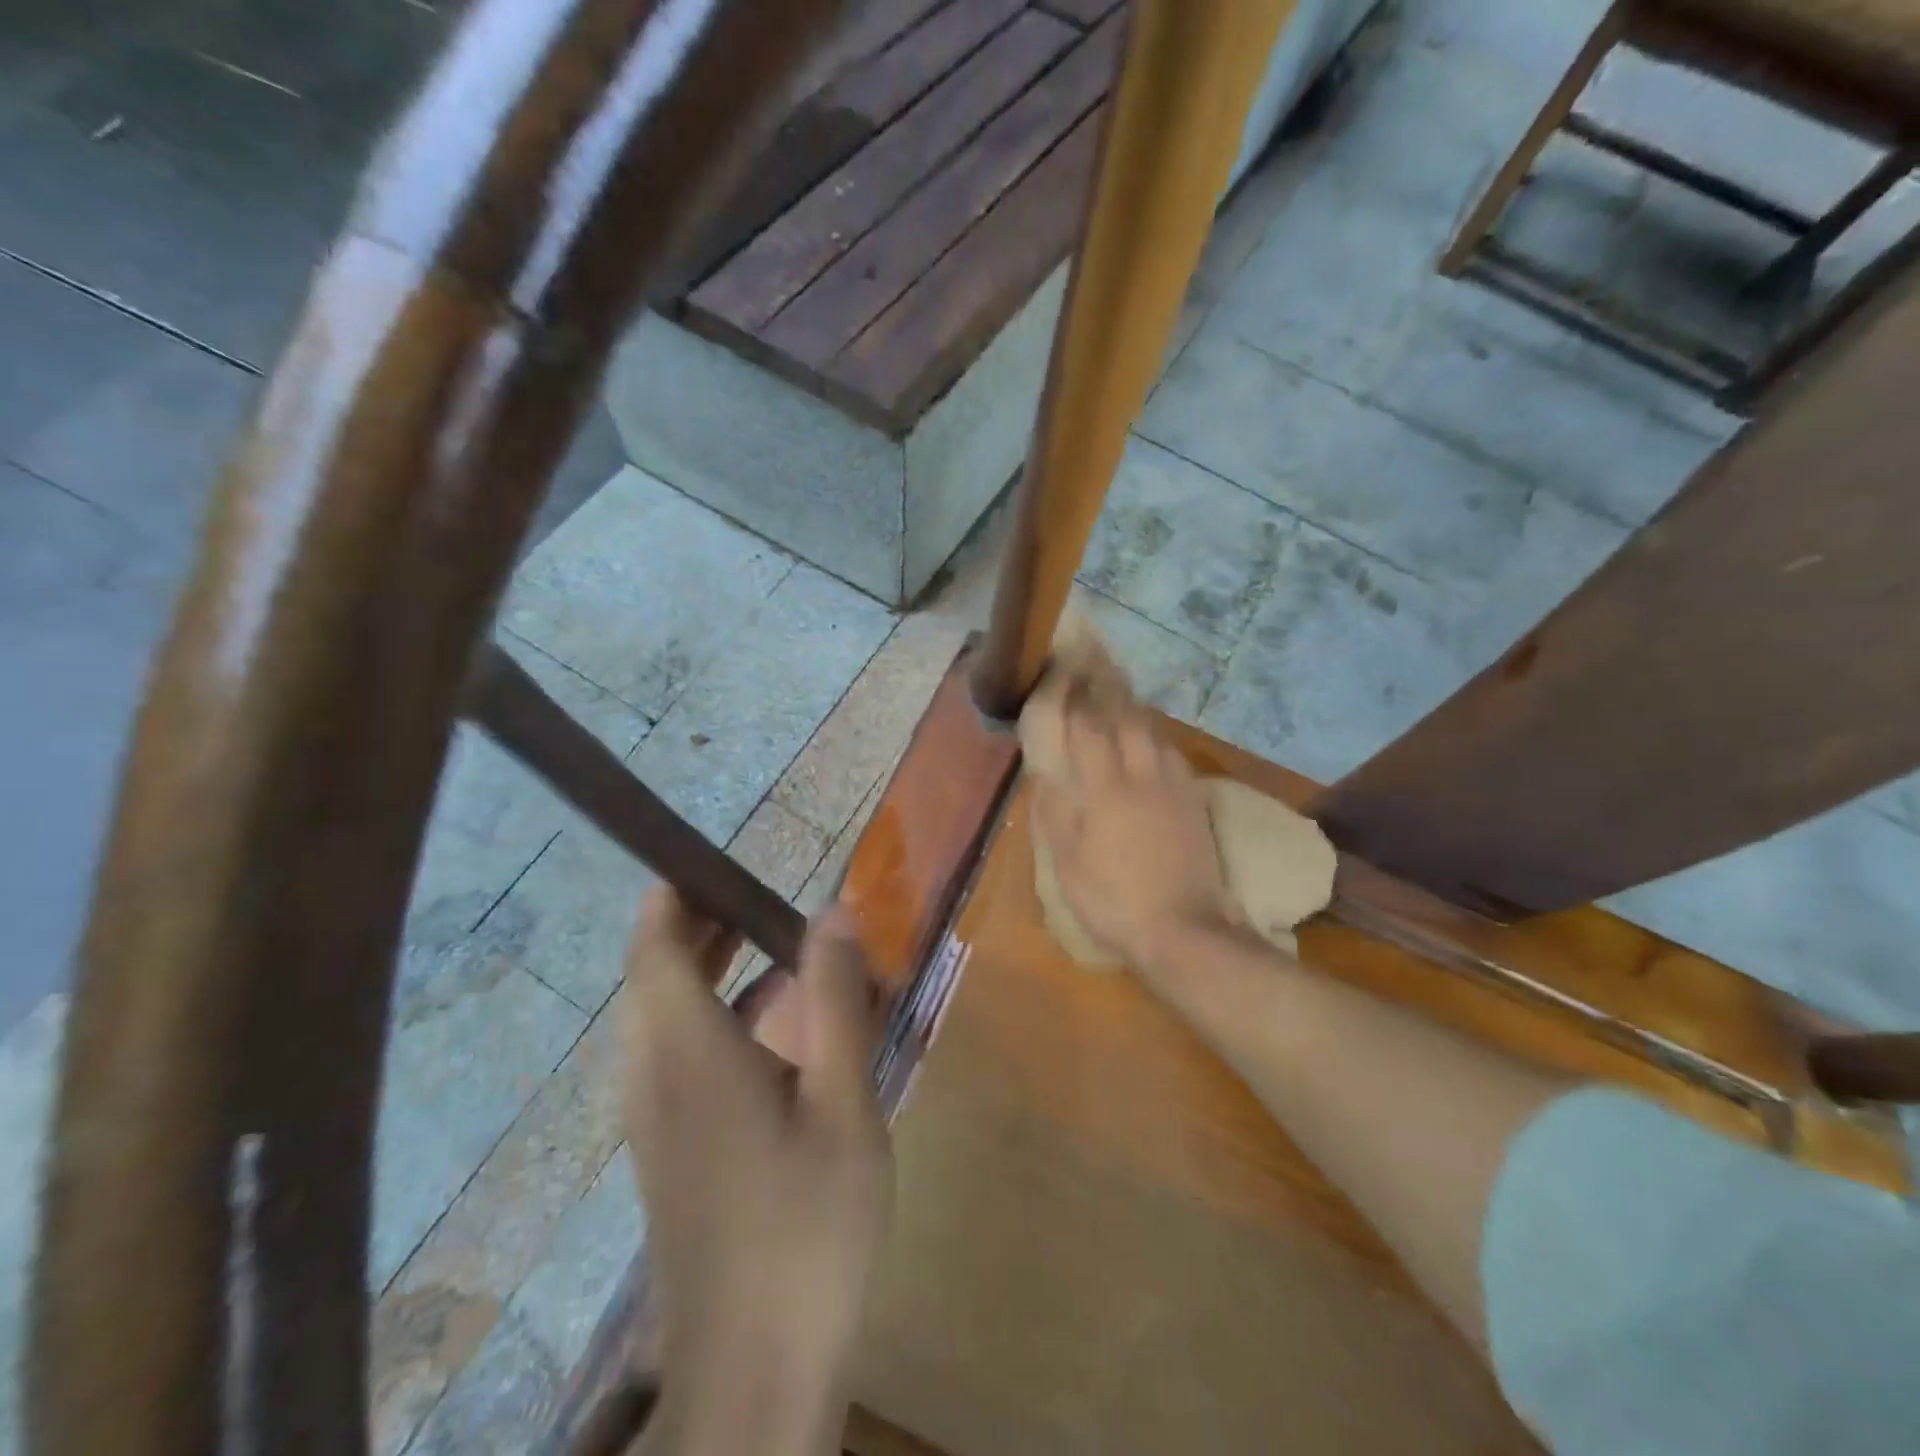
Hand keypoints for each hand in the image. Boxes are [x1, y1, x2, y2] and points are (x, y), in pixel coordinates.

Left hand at [622, 890, 892, 1452]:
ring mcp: (653, 1119)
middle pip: (655, 976)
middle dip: (700, 927)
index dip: (675, 897)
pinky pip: (675, 1056)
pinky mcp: (667, 1151)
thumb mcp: (844, 1104)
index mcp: (688, 1053)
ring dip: (708, 972)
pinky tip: (774, 1035)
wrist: (753, 1374)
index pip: (655, 948)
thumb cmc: (807, 1228)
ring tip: (775, 953)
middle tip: (760, 902)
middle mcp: (653, 1076)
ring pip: (663, 1017)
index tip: (715, 864)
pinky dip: (713, 1018)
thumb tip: (832, 910)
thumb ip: (837, 1001)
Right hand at [1032, 697, 1236, 986]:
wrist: (1183, 929)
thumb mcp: (1068, 862)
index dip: (1072, 697)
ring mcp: (1173, 785)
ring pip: (1153, 731)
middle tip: (1093, 666)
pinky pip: (1173, 752)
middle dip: (1107, 688)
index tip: (1061, 672)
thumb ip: (1055, 811)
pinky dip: (1156, 736)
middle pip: (1125, 717)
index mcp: (1103, 788)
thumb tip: (1044, 771)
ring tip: (1119, 694)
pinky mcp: (1194, 800)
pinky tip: (1151, 739)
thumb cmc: (1113, 899)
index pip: (1085, 728)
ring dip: (1133, 707)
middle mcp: (1140, 774)